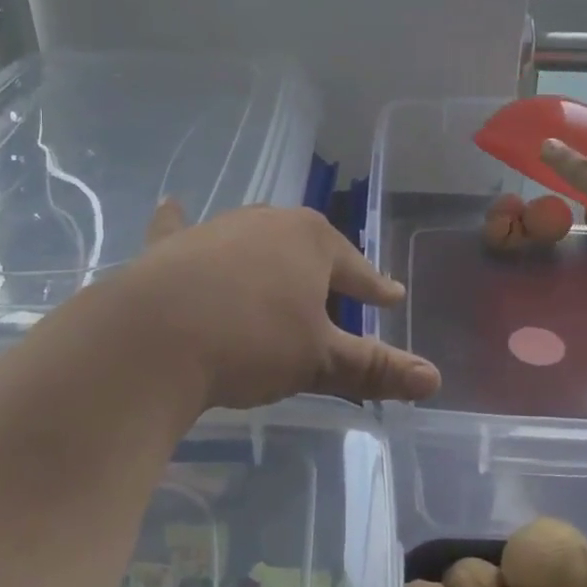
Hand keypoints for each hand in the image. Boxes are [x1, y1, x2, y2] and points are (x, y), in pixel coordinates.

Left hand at [109, 202, 440, 409]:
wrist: (153, 338)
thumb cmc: (251, 342)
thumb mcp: (319, 359)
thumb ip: (375, 366)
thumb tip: (434, 379)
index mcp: (312, 240)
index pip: (356, 268)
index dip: (376, 288)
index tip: (391, 296)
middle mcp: (267, 222)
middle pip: (307, 248)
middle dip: (324, 271)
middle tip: (335, 294)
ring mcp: (216, 229)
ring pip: (254, 241)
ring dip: (268, 259)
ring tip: (275, 278)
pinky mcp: (171, 247)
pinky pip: (182, 230)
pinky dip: (181, 224)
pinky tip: (173, 207)